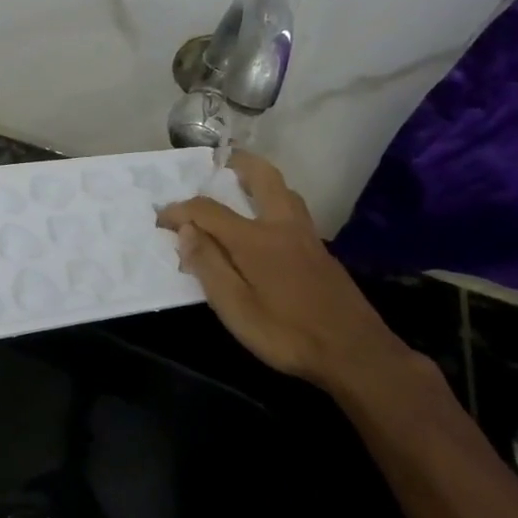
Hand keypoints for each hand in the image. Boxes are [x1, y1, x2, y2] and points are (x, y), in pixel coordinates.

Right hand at [155, 151, 404, 392]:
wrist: (356, 354)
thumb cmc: (287, 334)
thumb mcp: (235, 308)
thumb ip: (208, 266)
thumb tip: (185, 230)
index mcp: (254, 239)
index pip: (208, 210)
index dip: (180, 210)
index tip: (160, 218)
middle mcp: (282, 227)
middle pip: (262, 177)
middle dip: (239, 163)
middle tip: (219, 162)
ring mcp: (307, 237)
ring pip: (285, 192)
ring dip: (261, 181)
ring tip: (242, 188)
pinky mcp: (322, 253)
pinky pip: (294, 212)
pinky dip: (275, 203)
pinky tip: (268, 227)